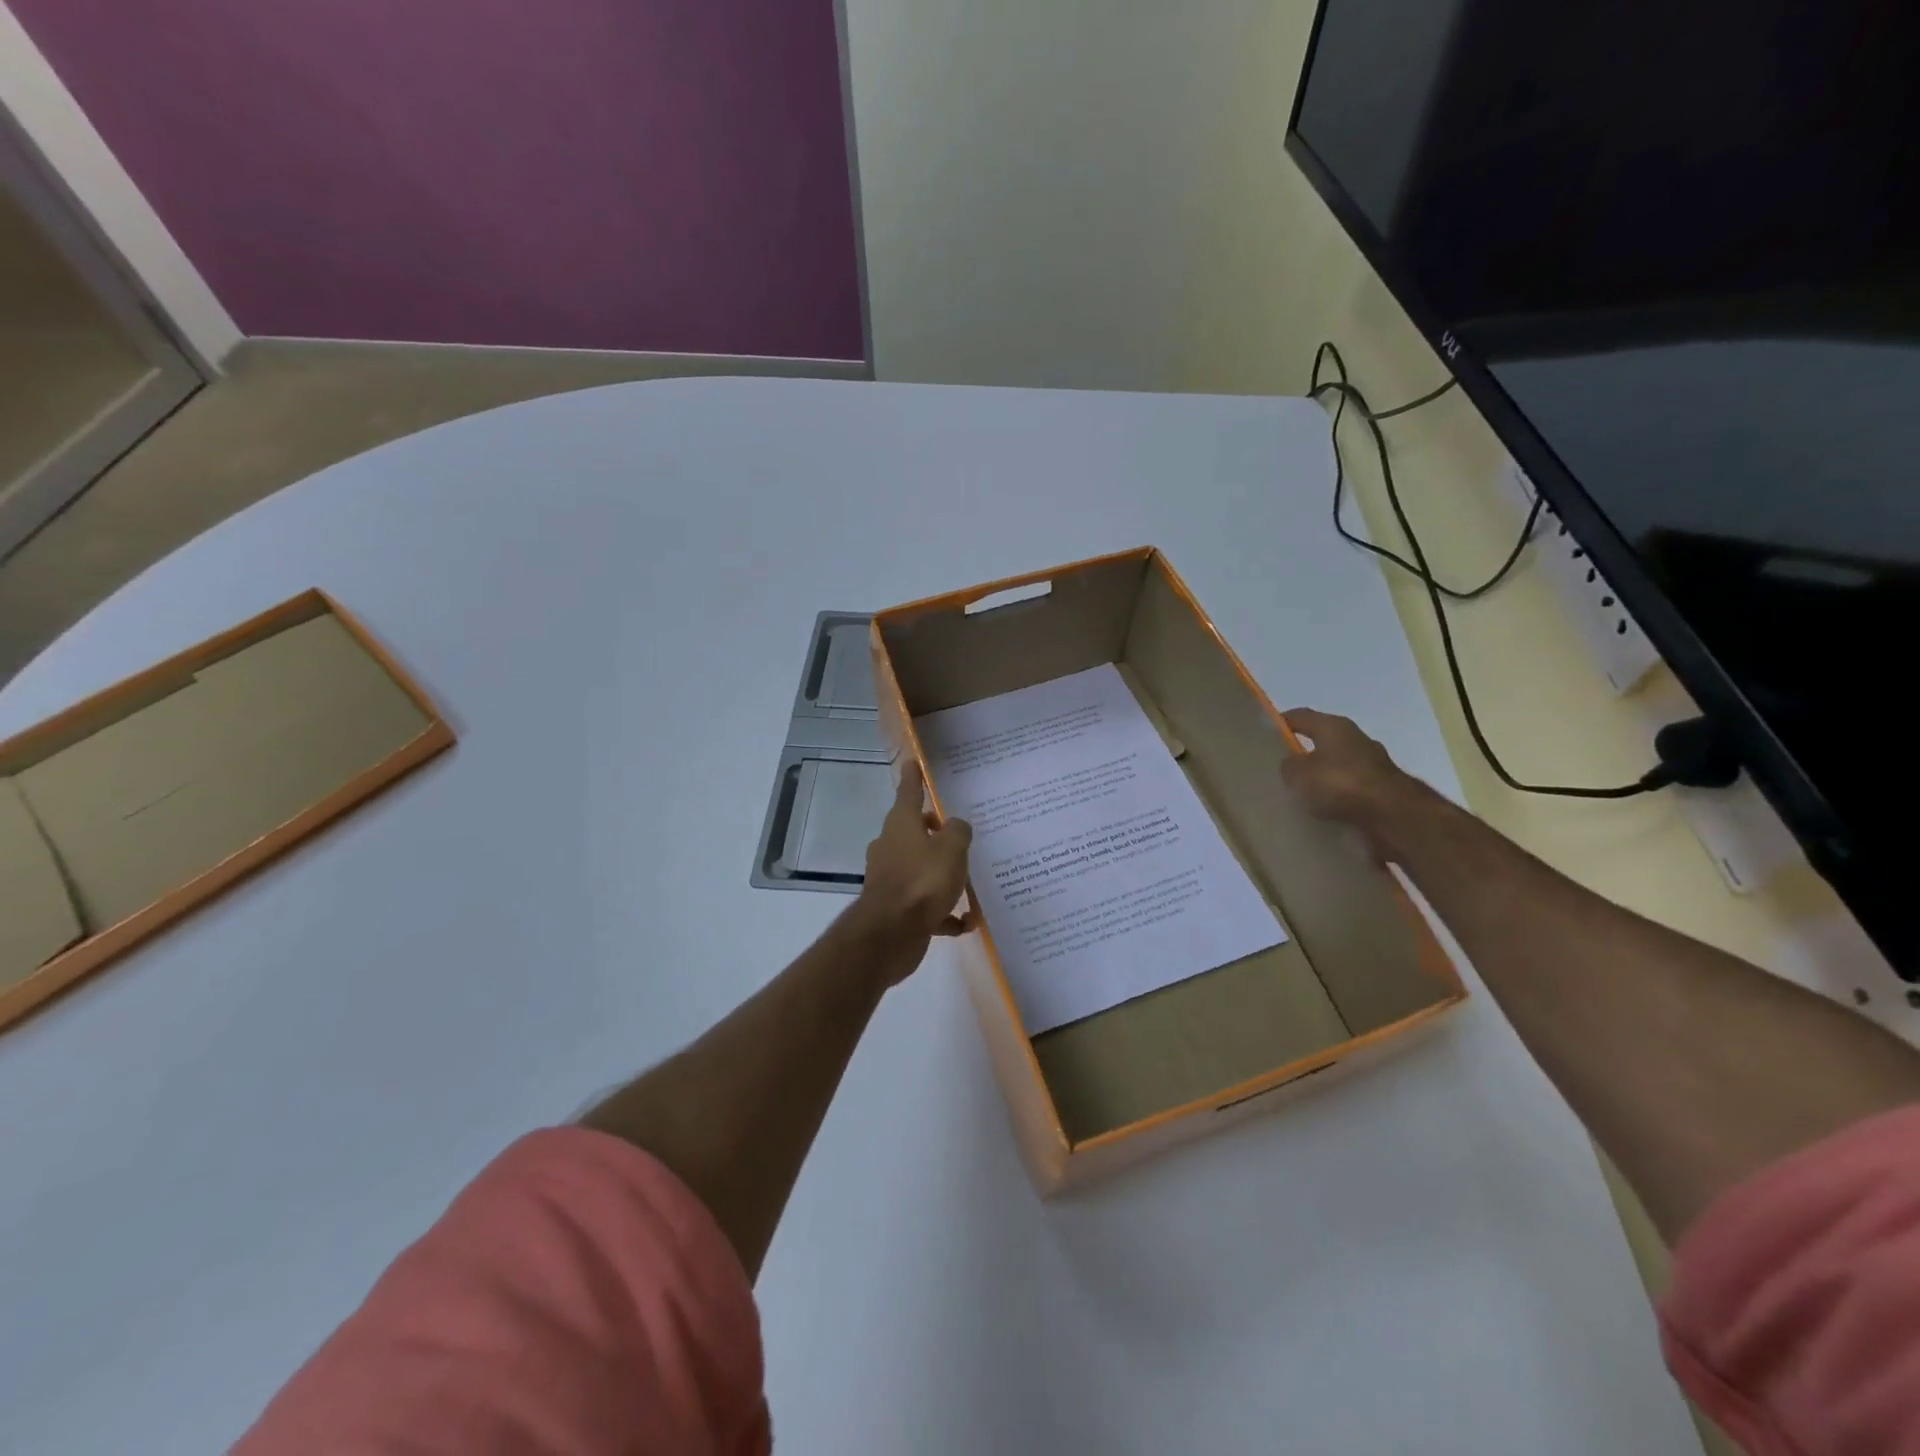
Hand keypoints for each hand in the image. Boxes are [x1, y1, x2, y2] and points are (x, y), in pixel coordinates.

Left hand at [849, 761, 972, 980]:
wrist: (891, 934)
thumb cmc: (923, 881)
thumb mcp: (952, 849)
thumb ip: (958, 832)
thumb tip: (956, 826)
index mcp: (902, 824)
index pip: (909, 792)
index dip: (913, 777)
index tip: (912, 762)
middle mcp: (892, 846)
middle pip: (913, 830)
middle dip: (934, 830)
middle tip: (957, 831)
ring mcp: (891, 877)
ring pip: (920, 867)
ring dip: (941, 872)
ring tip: (968, 879)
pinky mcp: (896, 908)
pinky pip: (925, 903)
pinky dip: (943, 911)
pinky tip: (964, 922)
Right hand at [1279, 707, 1428, 855]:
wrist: (1394, 815)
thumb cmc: (1341, 784)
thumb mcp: (1299, 774)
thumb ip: (1289, 765)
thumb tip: (1292, 764)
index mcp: (1334, 726)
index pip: (1300, 716)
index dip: (1280, 722)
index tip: (1264, 735)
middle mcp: (1356, 738)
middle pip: (1322, 740)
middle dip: (1303, 752)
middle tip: (1282, 768)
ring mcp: (1374, 762)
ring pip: (1338, 765)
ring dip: (1323, 776)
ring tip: (1303, 793)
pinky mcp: (1384, 787)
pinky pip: (1352, 787)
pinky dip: (1339, 795)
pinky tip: (1325, 810)